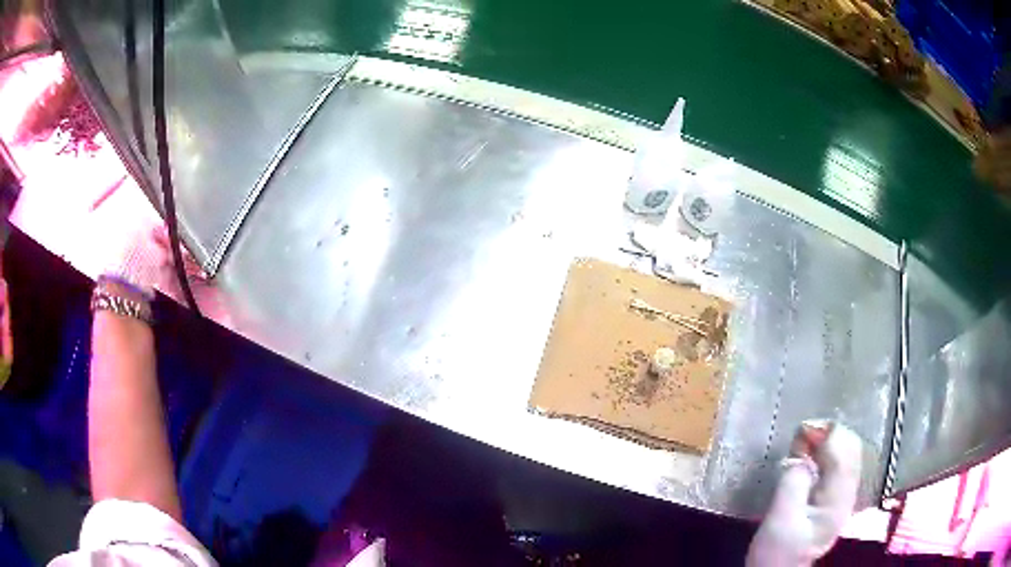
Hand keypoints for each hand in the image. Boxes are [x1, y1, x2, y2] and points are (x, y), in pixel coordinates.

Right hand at [746, 421, 863, 566]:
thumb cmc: (776, 551)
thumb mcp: (779, 520)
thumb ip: (793, 484)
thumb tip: (801, 455)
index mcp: (838, 500)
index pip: (844, 455)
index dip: (826, 435)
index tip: (802, 429)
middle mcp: (848, 493)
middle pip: (850, 448)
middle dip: (828, 434)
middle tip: (801, 434)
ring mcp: (844, 494)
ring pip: (847, 452)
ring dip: (827, 441)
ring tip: (803, 442)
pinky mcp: (835, 496)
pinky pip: (839, 462)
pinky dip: (826, 452)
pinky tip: (810, 456)